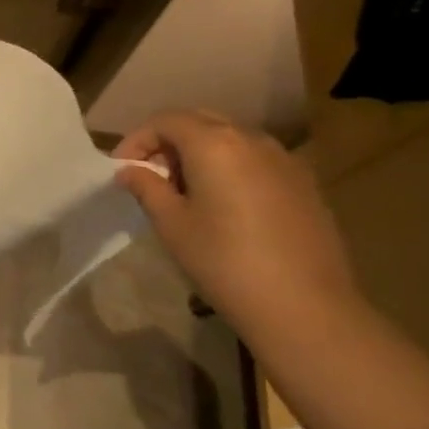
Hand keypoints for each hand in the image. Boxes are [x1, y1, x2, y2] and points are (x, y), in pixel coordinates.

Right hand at [114, 110, 359, 332]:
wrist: (306, 308)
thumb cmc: (225, 262)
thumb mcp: (171, 225)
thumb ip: (146, 188)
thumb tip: (129, 171)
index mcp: (214, 144)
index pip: (165, 120)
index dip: (137, 140)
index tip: (122, 169)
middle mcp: (252, 140)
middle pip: (200, 121)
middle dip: (169, 141)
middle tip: (151, 175)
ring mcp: (284, 160)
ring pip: (231, 138)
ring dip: (200, 152)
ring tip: (185, 191)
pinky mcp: (304, 183)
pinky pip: (256, 160)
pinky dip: (230, 167)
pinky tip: (224, 205)